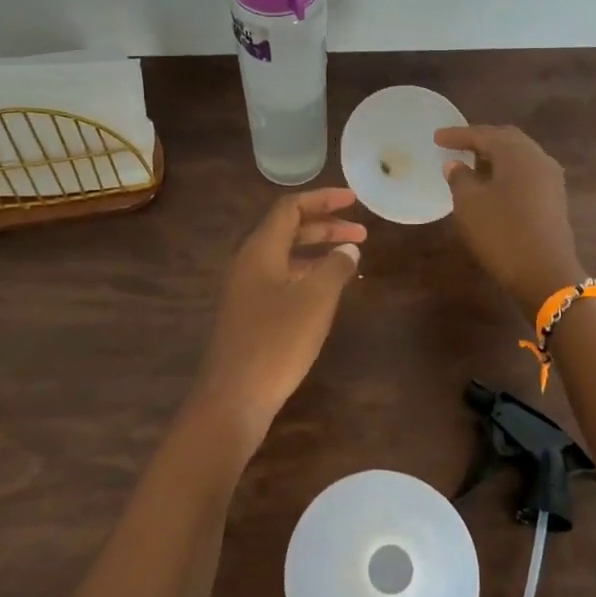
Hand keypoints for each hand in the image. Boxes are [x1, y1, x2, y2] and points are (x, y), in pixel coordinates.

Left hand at [190, 188, 366, 446]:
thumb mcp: (316, 300)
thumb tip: (348, 249)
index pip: (290, 207)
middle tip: (361, 232)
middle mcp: (249, 263)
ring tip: (350, 259)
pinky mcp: (249, 314)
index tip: (353, 199)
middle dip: (325, 226)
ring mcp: (246, 290)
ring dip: (317, 252)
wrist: (233, 397)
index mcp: (260, 249)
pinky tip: (328, 292)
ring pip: (285, 257)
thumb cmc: (277, 341)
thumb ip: (335, 267)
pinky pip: (281, 280)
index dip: (323, 199)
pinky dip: (307, 276)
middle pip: (287, 230)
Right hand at [436, 125, 584, 314]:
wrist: (545, 273)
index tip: (436, 137)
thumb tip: (456, 164)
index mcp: (516, 152)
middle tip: (456, 145)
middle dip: (480, 140)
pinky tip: (493, 185)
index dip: (457, 135)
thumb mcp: (469, 204)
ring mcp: (550, 178)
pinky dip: (507, 172)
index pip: (483, 134)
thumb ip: (459, 178)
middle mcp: (537, 158)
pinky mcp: (554, 198)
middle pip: (506, 139)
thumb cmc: (501, 233)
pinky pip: (526, 173)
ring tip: (472, 164)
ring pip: (519, 156)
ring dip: (495, 156)